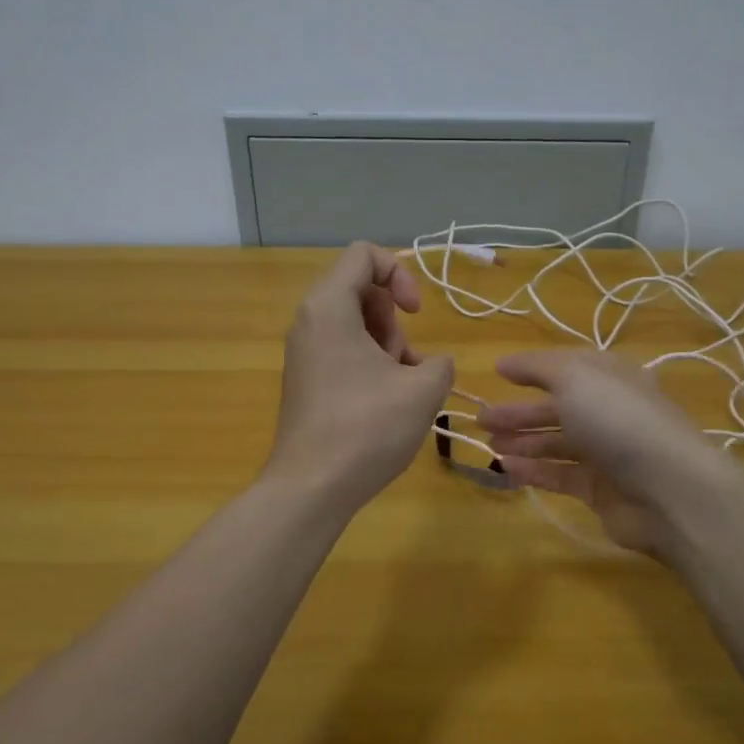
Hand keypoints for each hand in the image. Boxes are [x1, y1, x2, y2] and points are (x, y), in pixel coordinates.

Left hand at [264, 243, 455, 510]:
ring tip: (400, 387)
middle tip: (404, 358)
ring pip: (355, 324)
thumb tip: (430, 365)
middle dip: (394, 317)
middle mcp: (309, 321)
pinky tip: (385, 403)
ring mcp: (304, 353)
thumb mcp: (424, 390)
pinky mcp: (306, 380)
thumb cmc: (367, 429)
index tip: (415, 313)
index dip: (400, 274)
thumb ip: (440, 363)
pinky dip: (370, 364)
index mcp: (329, 307)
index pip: (363, 255)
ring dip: (387, 345)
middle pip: (360, 290)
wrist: (311, 488)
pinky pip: (343, 351)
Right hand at [478, 350, 725, 557]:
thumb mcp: (575, 377)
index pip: (567, 367)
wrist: (668, 489)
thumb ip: (537, 367)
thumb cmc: (618, 420)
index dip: (533, 369)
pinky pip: (560, 475)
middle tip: (480, 418)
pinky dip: (534, 469)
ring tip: (487, 443)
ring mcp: (607, 453)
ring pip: (556, 443)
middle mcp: (611, 411)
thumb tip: (503, 363)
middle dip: (519, 412)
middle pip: (557, 407)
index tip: (497, 374)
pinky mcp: (601, 490)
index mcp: (611, 377)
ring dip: (522, 441)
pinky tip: (506, 467)